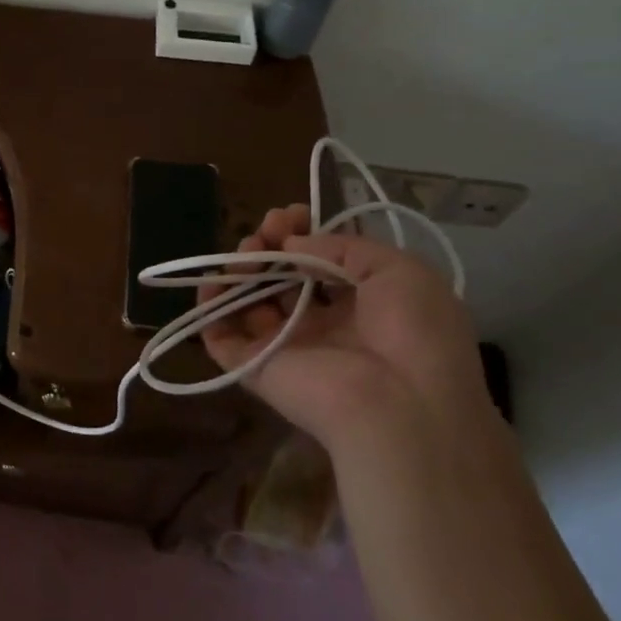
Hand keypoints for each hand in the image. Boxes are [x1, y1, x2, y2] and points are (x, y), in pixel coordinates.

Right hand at [200, 206, 485, 448]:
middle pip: (282, 276)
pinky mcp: (255, 365)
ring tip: (246, 253)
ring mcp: (285, 345)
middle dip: (270, 244)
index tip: (291, 214)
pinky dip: (208, 308)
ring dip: (241, 268)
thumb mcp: (399, 269)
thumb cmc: (412, 333)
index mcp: (362, 305)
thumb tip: (291, 244)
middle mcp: (322, 324)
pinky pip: (220, 335)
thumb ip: (344, 246)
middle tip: (267, 228)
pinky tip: (211, 282)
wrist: (400, 406)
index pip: (319, 262)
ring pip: (250, 300)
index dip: (302, 233)